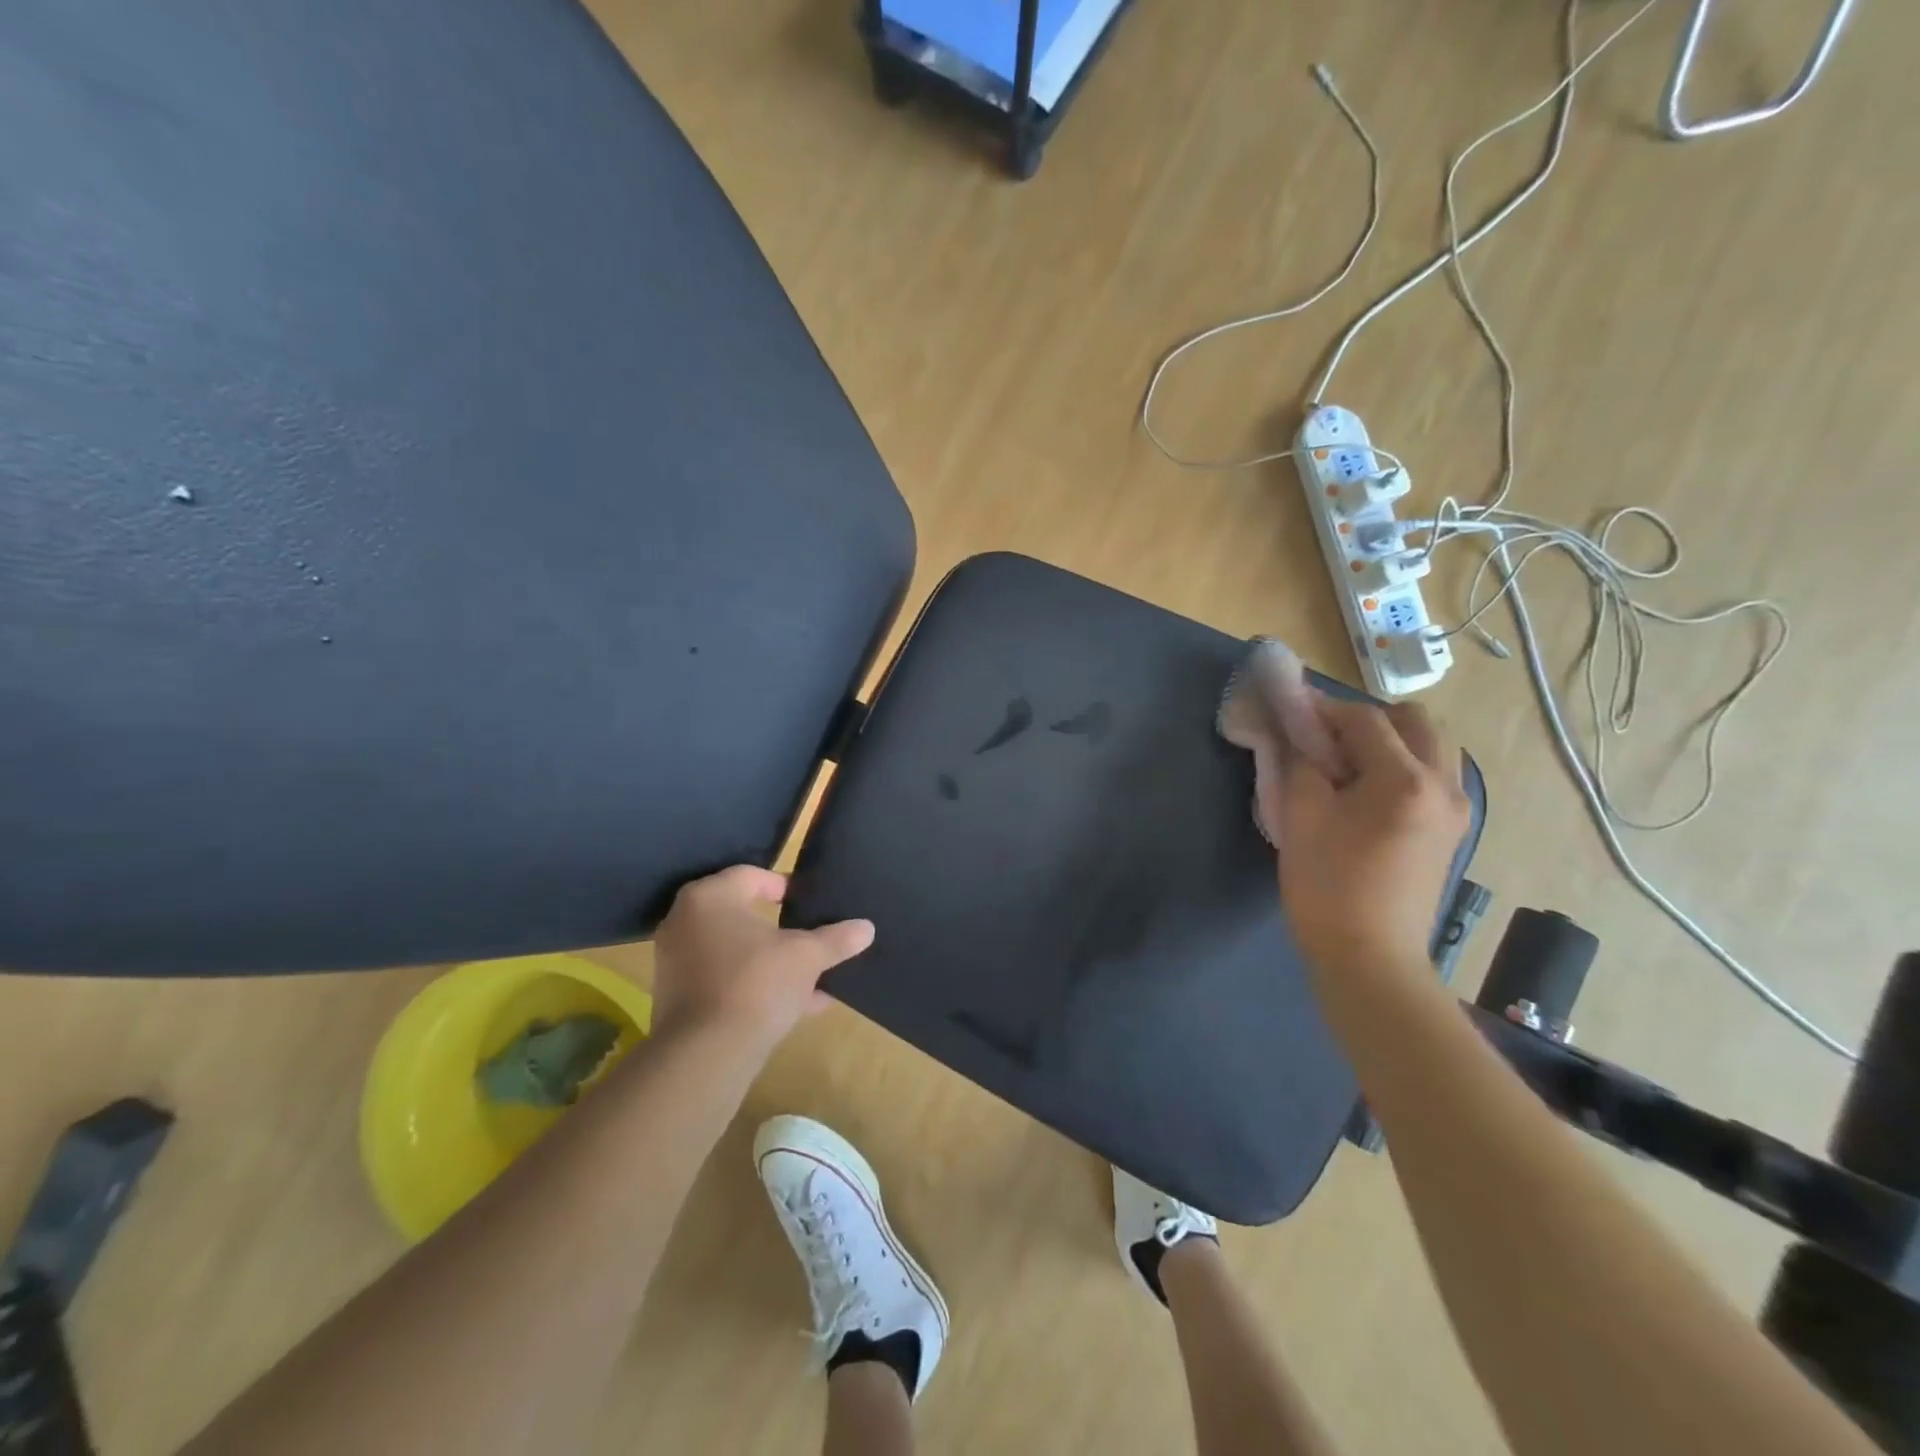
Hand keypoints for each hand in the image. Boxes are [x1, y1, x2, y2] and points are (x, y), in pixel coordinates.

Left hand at [651, 866, 874, 1054]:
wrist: (706, 1055)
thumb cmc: (756, 983)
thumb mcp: (807, 957)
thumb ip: (836, 939)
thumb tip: (867, 928)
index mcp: (710, 897)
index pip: (751, 875)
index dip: (784, 886)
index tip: (808, 902)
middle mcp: (685, 922)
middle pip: (742, 915)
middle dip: (781, 930)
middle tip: (810, 936)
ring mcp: (676, 962)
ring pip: (735, 952)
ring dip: (772, 962)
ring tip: (811, 978)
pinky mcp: (677, 999)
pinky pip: (724, 981)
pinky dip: (755, 987)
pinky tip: (796, 1007)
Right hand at [1271, 698, 1471, 984]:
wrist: (1369, 956)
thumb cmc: (1328, 884)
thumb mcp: (1300, 815)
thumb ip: (1299, 761)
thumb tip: (1296, 731)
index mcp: (1405, 779)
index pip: (1365, 718)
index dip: (1323, 709)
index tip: (1290, 712)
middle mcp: (1444, 785)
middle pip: (1414, 721)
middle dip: (1366, 719)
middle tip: (1324, 739)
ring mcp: (1455, 809)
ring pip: (1430, 746)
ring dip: (1389, 740)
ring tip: (1346, 764)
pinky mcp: (1451, 831)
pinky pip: (1433, 775)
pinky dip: (1402, 766)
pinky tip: (1366, 792)